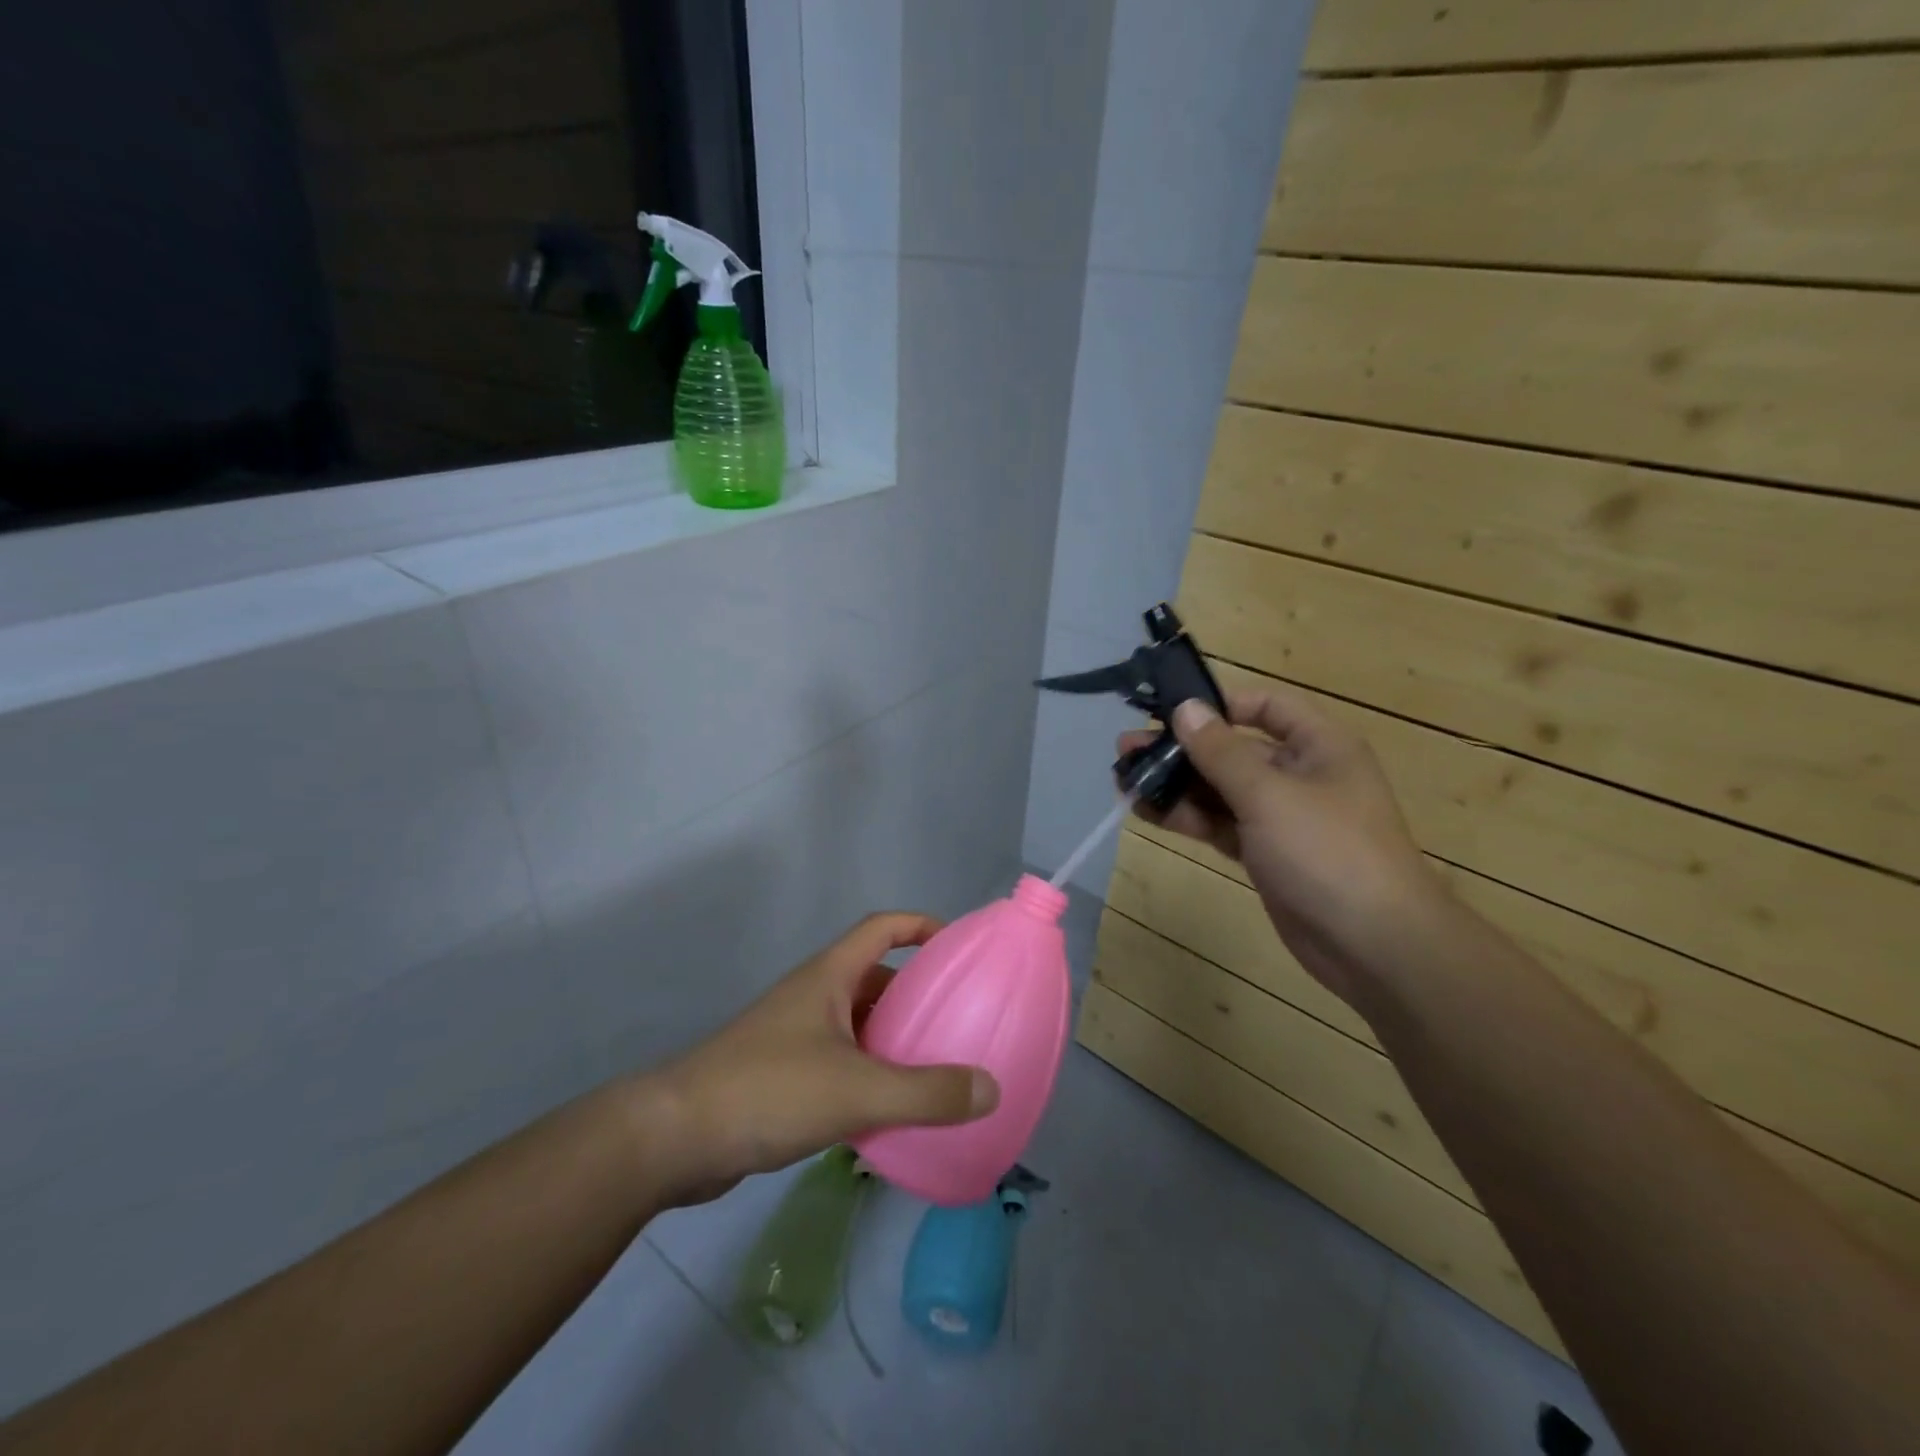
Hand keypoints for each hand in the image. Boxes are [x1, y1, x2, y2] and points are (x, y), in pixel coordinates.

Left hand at [644, 913, 999, 1202]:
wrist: (674, 1138)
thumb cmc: (767, 1091)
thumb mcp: (857, 1090)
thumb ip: (926, 1092)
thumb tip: (991, 1088)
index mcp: (828, 977)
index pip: (881, 927)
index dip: (921, 925)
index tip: (958, 945)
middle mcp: (812, 997)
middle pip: (873, 978)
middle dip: (914, 992)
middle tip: (956, 1018)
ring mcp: (793, 1037)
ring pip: (856, 1024)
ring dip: (892, 1038)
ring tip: (934, 1066)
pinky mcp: (781, 1077)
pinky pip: (840, 1063)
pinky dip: (869, 1075)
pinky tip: (889, 1111)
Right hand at [1120, 688, 1438, 999]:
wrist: (1373, 944)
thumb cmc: (1327, 852)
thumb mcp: (1269, 794)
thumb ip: (1221, 751)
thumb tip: (1186, 707)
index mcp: (1319, 746)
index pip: (1266, 706)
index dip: (1219, 704)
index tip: (1170, 712)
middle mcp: (1301, 774)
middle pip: (1233, 750)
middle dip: (1182, 749)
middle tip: (1127, 749)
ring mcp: (1282, 817)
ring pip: (1221, 790)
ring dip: (1176, 785)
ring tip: (1125, 781)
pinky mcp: (1266, 853)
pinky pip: (1221, 824)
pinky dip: (1188, 818)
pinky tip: (1147, 812)